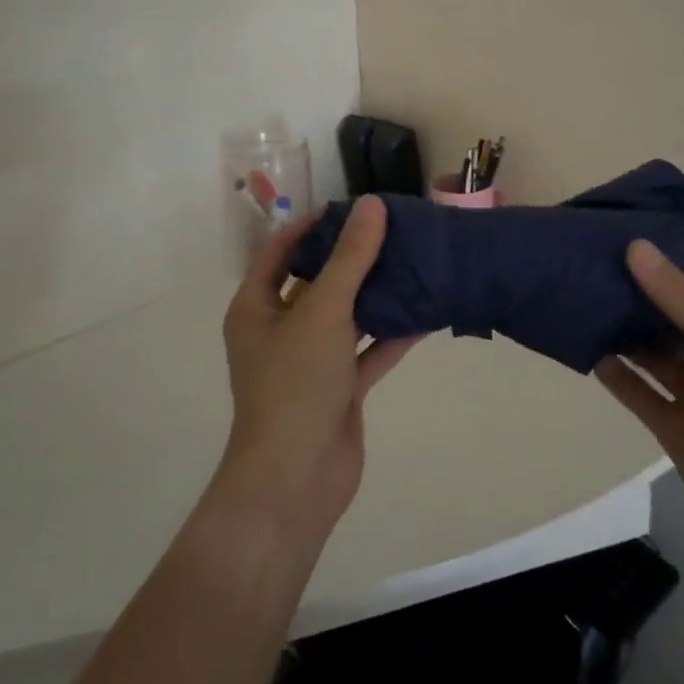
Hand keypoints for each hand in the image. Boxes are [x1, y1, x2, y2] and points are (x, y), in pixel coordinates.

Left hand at [217, 197, 420, 535]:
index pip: (279, 250)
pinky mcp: (340, 387)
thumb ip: (350, 259)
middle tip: (392, 229)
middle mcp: (280, 329)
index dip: (312, 225)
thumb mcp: (322, 311)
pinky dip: (393, 333)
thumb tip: (371, 204)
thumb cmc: (295, 384)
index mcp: (256, 308)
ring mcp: (311, 360)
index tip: (352, 208)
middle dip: (351, 257)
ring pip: (347, 315)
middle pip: (316, 280)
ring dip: (376, 293)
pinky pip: (368, 350)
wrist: (297, 479)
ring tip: (414, 260)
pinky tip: (427, 311)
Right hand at [595, 240, 683, 584]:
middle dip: (647, 295)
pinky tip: (588, 350)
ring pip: (657, 355)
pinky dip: (617, 375)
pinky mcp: (677, 430)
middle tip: (601, 258)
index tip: (642, 234)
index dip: (683, 263)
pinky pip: (641, 394)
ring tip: (586, 296)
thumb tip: (635, 247)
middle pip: (681, 320)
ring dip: (627, 332)